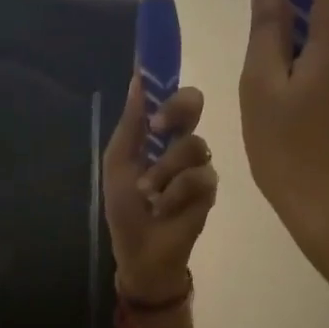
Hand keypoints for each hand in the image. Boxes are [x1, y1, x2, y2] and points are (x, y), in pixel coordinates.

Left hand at [103, 77, 219, 299]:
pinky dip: (175, 192)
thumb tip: (138, 78)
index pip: (169, 96)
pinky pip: (199, 176)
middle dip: (176, 110)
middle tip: (158, 128)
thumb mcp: (119, 163)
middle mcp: (180, 143)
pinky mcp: (209, 189)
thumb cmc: (125, 208)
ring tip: (148, 193)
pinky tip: (164, 208)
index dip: (166, 82)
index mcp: (157, 134)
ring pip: (194, 145)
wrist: (140, 251)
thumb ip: (131, 123)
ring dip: (164, 170)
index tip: (152, 77)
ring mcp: (198, 165)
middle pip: (193, 104)